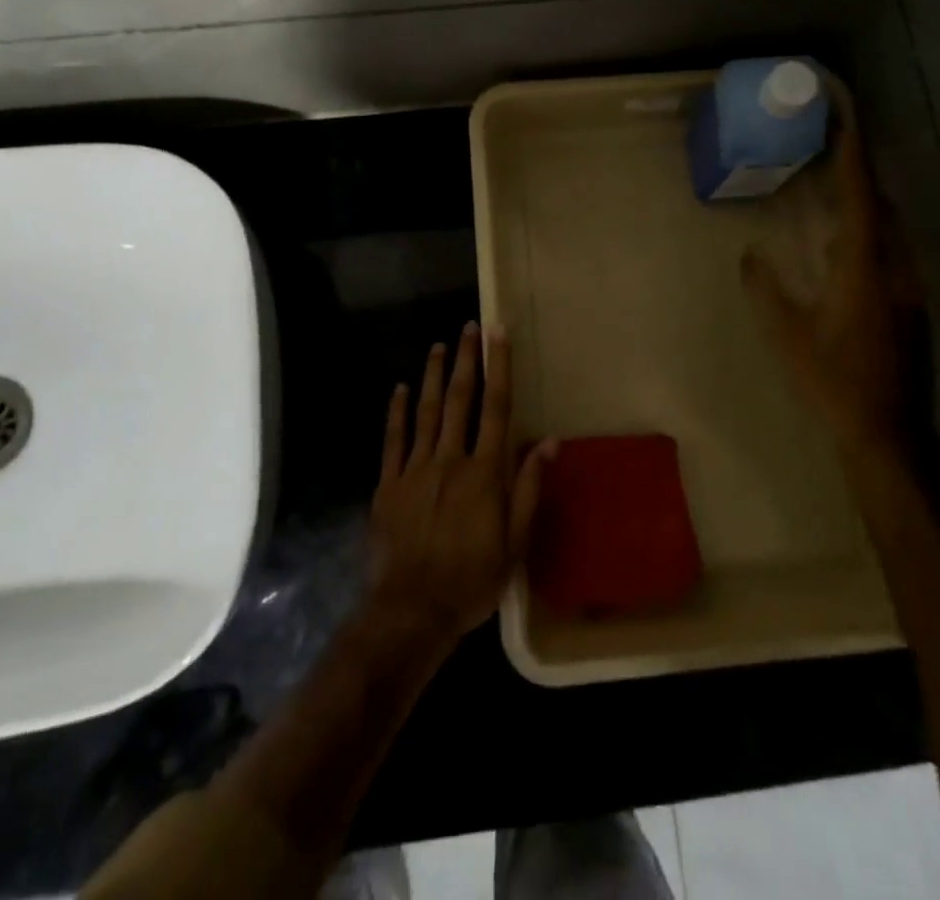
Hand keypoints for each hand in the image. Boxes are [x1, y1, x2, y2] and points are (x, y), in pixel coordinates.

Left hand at [367, 323, 555, 644]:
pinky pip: (394, 440)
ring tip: (438, 346)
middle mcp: (450, 460)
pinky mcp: (388, 484)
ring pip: (426, 412)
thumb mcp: (515, 543)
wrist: (411, 610)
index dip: (499, 368)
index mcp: (484, 472)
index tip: (498, 335)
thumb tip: (550, 442)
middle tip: (469, 328)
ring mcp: (415, 469)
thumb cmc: (471, 579)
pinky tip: (400, 388)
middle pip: (460, 400)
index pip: (496, 408)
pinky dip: (398, 412)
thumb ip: (529, 489)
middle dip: (466, 361)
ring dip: (434, 376)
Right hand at [742, 117, 921, 452]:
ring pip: (891, 234)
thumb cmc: (834, 382)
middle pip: (882, 209)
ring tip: (836, 198)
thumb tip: (750, 256)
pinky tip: (846, 255)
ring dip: (866, 209)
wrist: (888, 432)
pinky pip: (892, 255)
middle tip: (831, 156)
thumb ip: (766, 292)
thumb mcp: (788, 338)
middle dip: (859, 178)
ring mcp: (909, 290)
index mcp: (863, 271)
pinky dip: (871, 238)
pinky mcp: (912, 308)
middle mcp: (894, 271)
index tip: (845, 121)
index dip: (852, 160)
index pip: (860, 201)